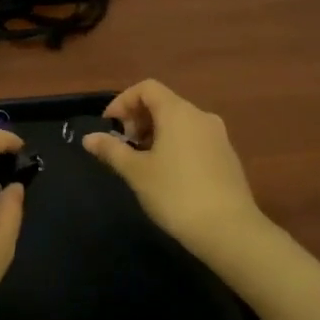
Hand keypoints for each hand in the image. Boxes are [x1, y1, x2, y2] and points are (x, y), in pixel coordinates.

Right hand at [82, 80, 269, 261]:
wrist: (230, 231)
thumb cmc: (176, 194)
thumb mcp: (136, 172)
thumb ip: (112, 150)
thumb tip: (89, 138)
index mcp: (178, 112)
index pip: (147, 88)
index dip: (123, 101)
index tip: (110, 125)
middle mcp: (200, 116)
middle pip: (164, 103)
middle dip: (138, 118)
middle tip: (124, 146)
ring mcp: (218, 136)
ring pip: (180, 122)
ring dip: (156, 133)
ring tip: (143, 161)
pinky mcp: (228, 156)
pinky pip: (195, 138)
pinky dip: (175, 144)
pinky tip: (168, 174)